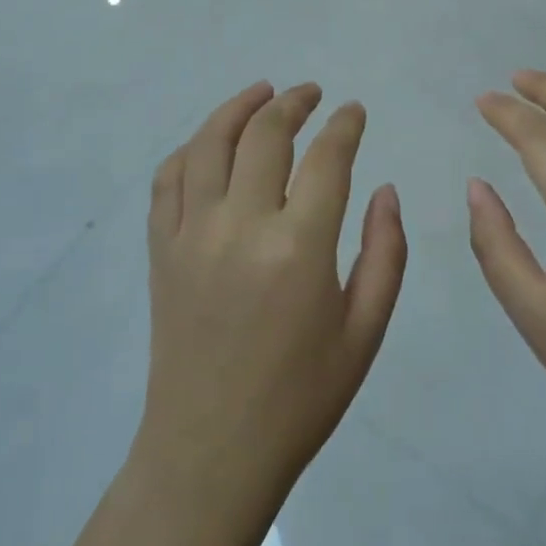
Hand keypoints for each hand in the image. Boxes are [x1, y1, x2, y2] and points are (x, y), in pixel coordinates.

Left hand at [137, 82, 406, 513]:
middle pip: (265, 134)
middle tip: (312, 93)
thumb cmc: (300, 398)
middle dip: (294, 102)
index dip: (344, 124)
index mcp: (298, 248)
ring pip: (209, 143)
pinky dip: (190, 149)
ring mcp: (191, 234)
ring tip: (263, 92)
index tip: (354, 110)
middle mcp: (241, 226)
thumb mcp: (364, 333)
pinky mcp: (160, 250)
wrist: (210, 452)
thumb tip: (385, 189)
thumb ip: (384, 253)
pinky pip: (168, 179)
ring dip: (238, 107)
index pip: (326, 157)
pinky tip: (210, 144)